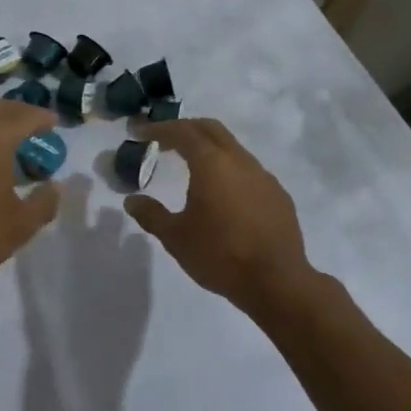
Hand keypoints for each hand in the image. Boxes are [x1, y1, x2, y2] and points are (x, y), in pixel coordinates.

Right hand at [123, 118, 317, 311]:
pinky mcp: (278, 195)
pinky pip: (249, 171)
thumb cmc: (220, 255)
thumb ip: (151, 215)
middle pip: (210, 129)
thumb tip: (132, 200)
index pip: (182, 132)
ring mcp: (263, 177)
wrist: (277, 282)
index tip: (140, 132)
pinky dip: (229, 170)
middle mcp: (240, 161)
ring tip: (191, 166)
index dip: (159, 128)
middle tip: (165, 139)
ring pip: (233, 148)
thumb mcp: (176, 237)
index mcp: (211, 163)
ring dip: (210, 149)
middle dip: (185, 128)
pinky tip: (223, 194)